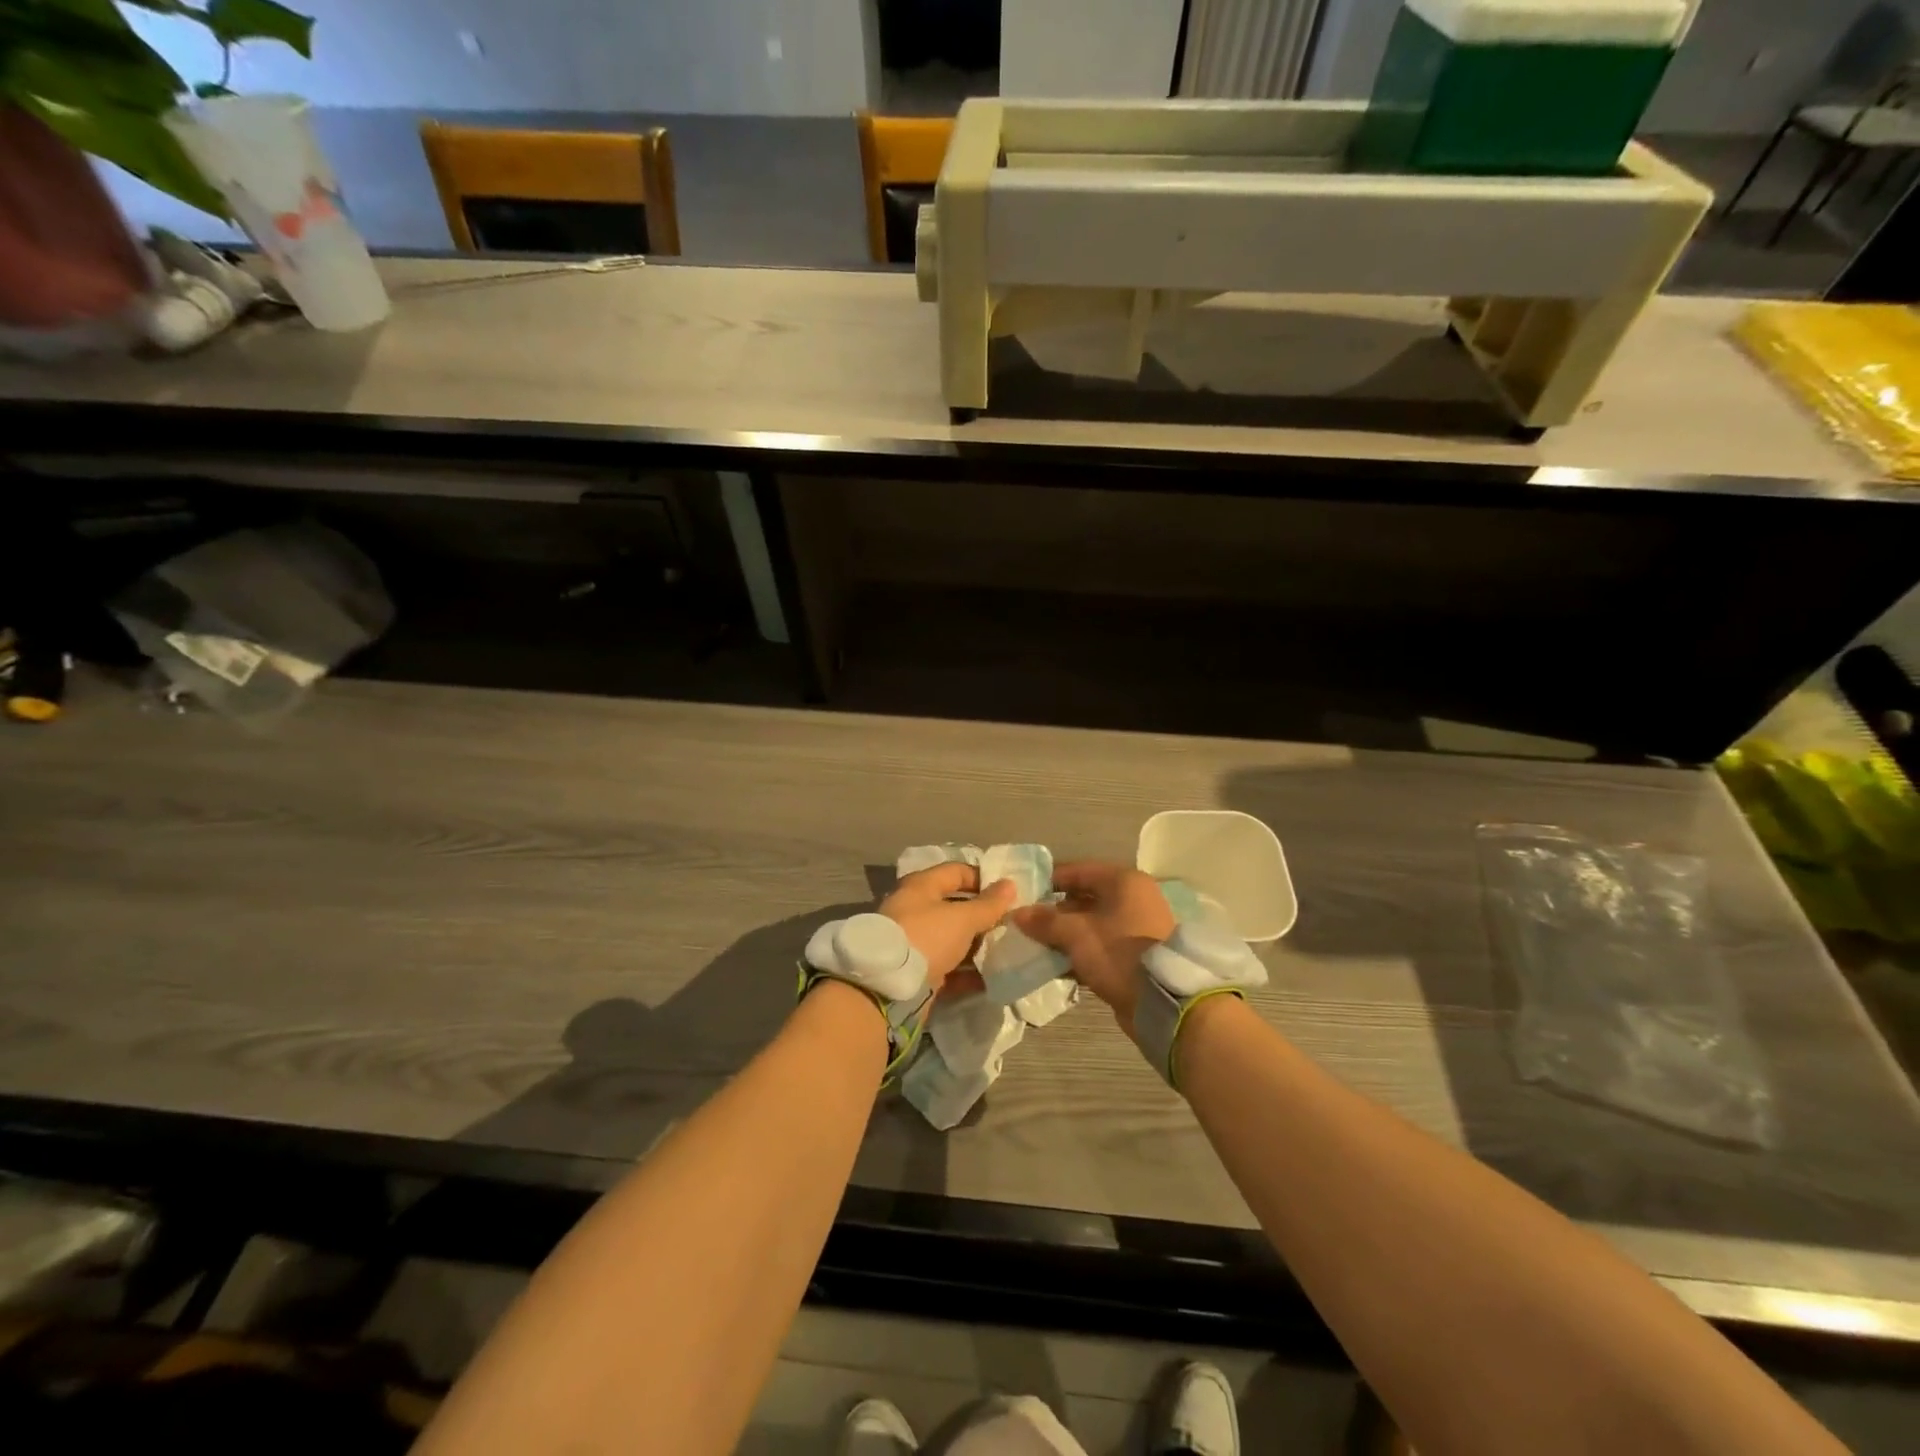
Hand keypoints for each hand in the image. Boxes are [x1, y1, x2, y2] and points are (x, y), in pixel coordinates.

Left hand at [879, 862, 1016, 996]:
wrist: (887, 988)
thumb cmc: (926, 937)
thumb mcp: (962, 918)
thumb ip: (988, 904)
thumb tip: (1009, 884)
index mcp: (921, 887)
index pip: (956, 871)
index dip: (983, 879)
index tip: (1008, 894)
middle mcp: (914, 910)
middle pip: (955, 907)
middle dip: (982, 917)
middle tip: (1010, 925)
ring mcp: (914, 942)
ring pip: (952, 939)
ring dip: (977, 946)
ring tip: (1005, 952)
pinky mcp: (916, 971)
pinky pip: (947, 967)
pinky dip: (967, 973)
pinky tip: (990, 980)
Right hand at [1011, 860, 1173, 1032]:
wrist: (1162, 1002)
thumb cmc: (1118, 953)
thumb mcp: (1076, 934)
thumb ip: (1045, 921)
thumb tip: (1017, 913)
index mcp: (1124, 882)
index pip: (1078, 871)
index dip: (1049, 880)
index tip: (1024, 894)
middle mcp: (1134, 898)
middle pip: (1085, 897)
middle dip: (1055, 911)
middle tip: (1027, 923)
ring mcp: (1138, 926)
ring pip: (1092, 923)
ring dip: (1066, 933)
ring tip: (1037, 944)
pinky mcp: (1137, 953)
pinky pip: (1101, 944)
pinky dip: (1081, 950)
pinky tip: (1057, 964)